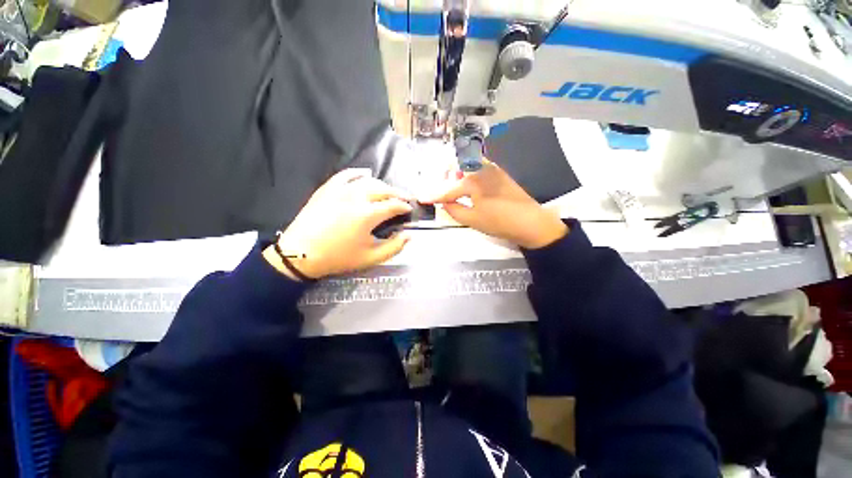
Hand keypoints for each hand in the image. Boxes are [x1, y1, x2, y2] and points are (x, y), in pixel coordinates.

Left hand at [264, 169, 412, 279]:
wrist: (301, 253)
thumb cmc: (338, 257)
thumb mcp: (370, 258)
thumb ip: (394, 247)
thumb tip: (409, 235)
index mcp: (368, 214)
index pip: (393, 205)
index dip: (404, 206)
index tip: (410, 209)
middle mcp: (356, 197)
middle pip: (383, 189)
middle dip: (397, 193)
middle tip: (404, 198)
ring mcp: (340, 190)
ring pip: (368, 181)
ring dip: (382, 185)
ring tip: (388, 192)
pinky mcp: (328, 189)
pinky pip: (346, 175)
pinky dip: (358, 173)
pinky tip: (365, 174)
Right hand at [420, 159, 567, 248]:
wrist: (531, 222)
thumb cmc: (499, 221)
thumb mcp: (472, 219)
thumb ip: (454, 209)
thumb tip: (444, 203)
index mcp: (473, 180)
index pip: (448, 190)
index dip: (435, 196)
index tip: (422, 199)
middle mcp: (482, 168)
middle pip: (457, 167)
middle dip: (445, 176)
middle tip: (440, 189)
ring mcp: (493, 169)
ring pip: (468, 166)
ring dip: (458, 174)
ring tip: (453, 188)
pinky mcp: (500, 174)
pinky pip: (479, 169)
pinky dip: (469, 175)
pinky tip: (469, 187)